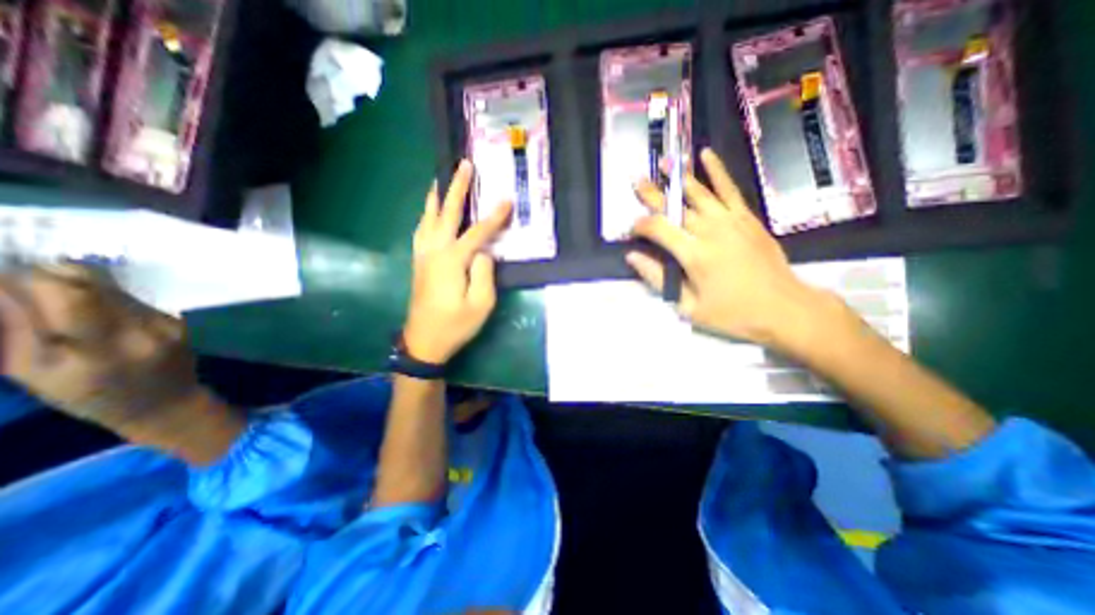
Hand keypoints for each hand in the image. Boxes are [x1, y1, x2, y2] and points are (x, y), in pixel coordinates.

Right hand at [0, 263, 199, 427]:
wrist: (169, 401)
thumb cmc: (93, 396)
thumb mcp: (35, 372)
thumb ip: (17, 328)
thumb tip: (2, 285)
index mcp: (101, 349)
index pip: (70, 295)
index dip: (31, 278)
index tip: (1, 276)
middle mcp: (142, 329)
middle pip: (94, 283)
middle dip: (49, 274)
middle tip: (19, 284)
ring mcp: (166, 322)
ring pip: (113, 287)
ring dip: (76, 284)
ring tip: (50, 299)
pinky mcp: (177, 319)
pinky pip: (131, 297)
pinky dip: (102, 296)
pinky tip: (89, 311)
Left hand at [402, 161, 512, 366]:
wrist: (424, 341)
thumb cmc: (456, 325)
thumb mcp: (481, 304)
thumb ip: (485, 273)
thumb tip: (485, 251)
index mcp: (452, 260)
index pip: (477, 232)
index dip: (494, 217)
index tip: (507, 200)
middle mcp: (434, 251)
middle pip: (446, 213)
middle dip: (457, 188)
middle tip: (463, 165)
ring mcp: (423, 255)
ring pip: (428, 218)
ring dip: (436, 197)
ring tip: (441, 179)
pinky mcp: (419, 262)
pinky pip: (421, 230)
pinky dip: (426, 215)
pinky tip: (430, 212)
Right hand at [630, 147, 825, 350]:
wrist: (783, 308)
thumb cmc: (732, 313)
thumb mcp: (688, 306)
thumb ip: (658, 279)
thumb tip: (632, 258)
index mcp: (694, 255)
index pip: (658, 229)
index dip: (640, 225)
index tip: (630, 229)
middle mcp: (710, 231)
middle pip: (675, 207)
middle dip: (653, 195)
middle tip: (637, 181)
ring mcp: (731, 221)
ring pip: (699, 193)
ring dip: (679, 177)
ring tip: (664, 163)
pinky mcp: (747, 218)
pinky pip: (729, 189)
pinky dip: (717, 171)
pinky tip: (706, 155)